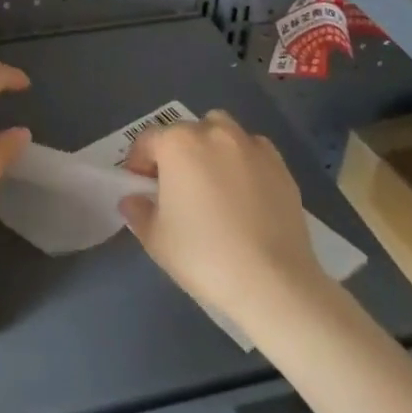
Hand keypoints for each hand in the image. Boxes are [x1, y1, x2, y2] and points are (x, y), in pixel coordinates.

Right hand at [119, 111, 322, 323]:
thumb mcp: (156, 240)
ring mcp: (249, 144)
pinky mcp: (278, 164)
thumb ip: (138, 212)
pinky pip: (252, 149)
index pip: (147, 141)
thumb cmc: (205, 256)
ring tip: (212, 181)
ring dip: (210, 146)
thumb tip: (132, 200)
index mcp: (177, 143)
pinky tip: (245, 191)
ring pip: (220, 130)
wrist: (273, 282)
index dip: (138, 163)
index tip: (141, 188)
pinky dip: (243, 160)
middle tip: (176, 188)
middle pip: (184, 132)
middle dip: (175, 154)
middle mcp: (213, 132)